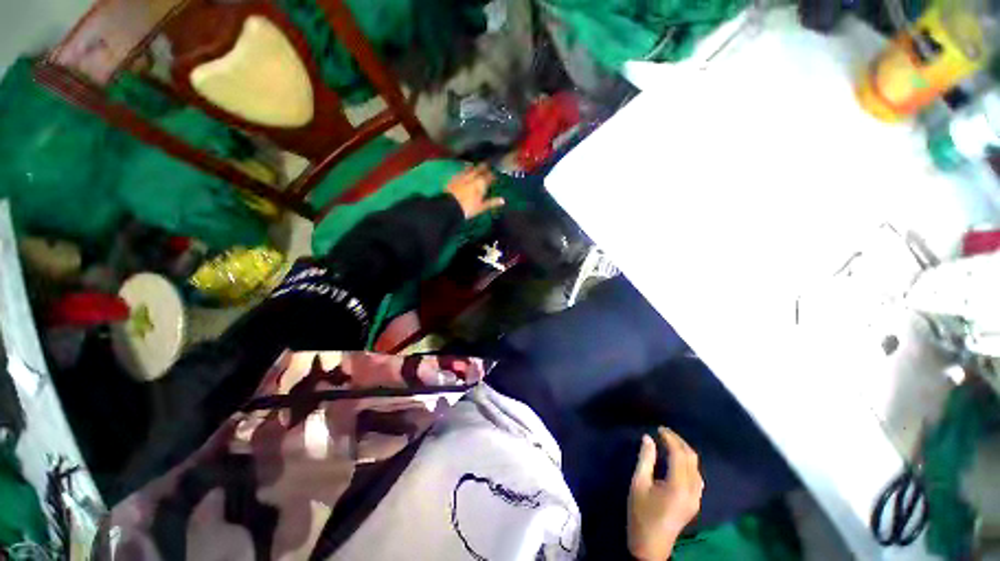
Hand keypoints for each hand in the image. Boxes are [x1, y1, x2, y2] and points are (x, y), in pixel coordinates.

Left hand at [446, 164, 504, 218]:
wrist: (449, 206)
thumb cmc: (467, 208)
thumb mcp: (481, 207)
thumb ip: (492, 202)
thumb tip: (503, 200)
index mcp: (481, 184)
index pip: (489, 176)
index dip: (493, 175)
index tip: (495, 175)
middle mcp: (473, 177)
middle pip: (480, 169)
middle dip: (485, 167)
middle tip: (488, 165)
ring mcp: (462, 176)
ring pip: (471, 168)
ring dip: (475, 166)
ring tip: (477, 165)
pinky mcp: (454, 177)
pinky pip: (462, 170)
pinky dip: (465, 169)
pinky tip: (465, 168)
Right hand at [628, 427, 703, 560]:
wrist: (651, 544)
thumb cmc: (640, 513)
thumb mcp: (638, 483)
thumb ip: (645, 459)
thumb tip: (648, 438)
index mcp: (677, 486)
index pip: (679, 455)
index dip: (670, 438)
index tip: (659, 428)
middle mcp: (692, 491)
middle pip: (691, 459)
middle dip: (679, 442)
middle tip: (664, 431)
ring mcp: (696, 498)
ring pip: (696, 467)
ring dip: (685, 451)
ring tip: (670, 441)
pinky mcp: (695, 502)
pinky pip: (696, 476)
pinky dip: (688, 463)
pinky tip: (678, 460)